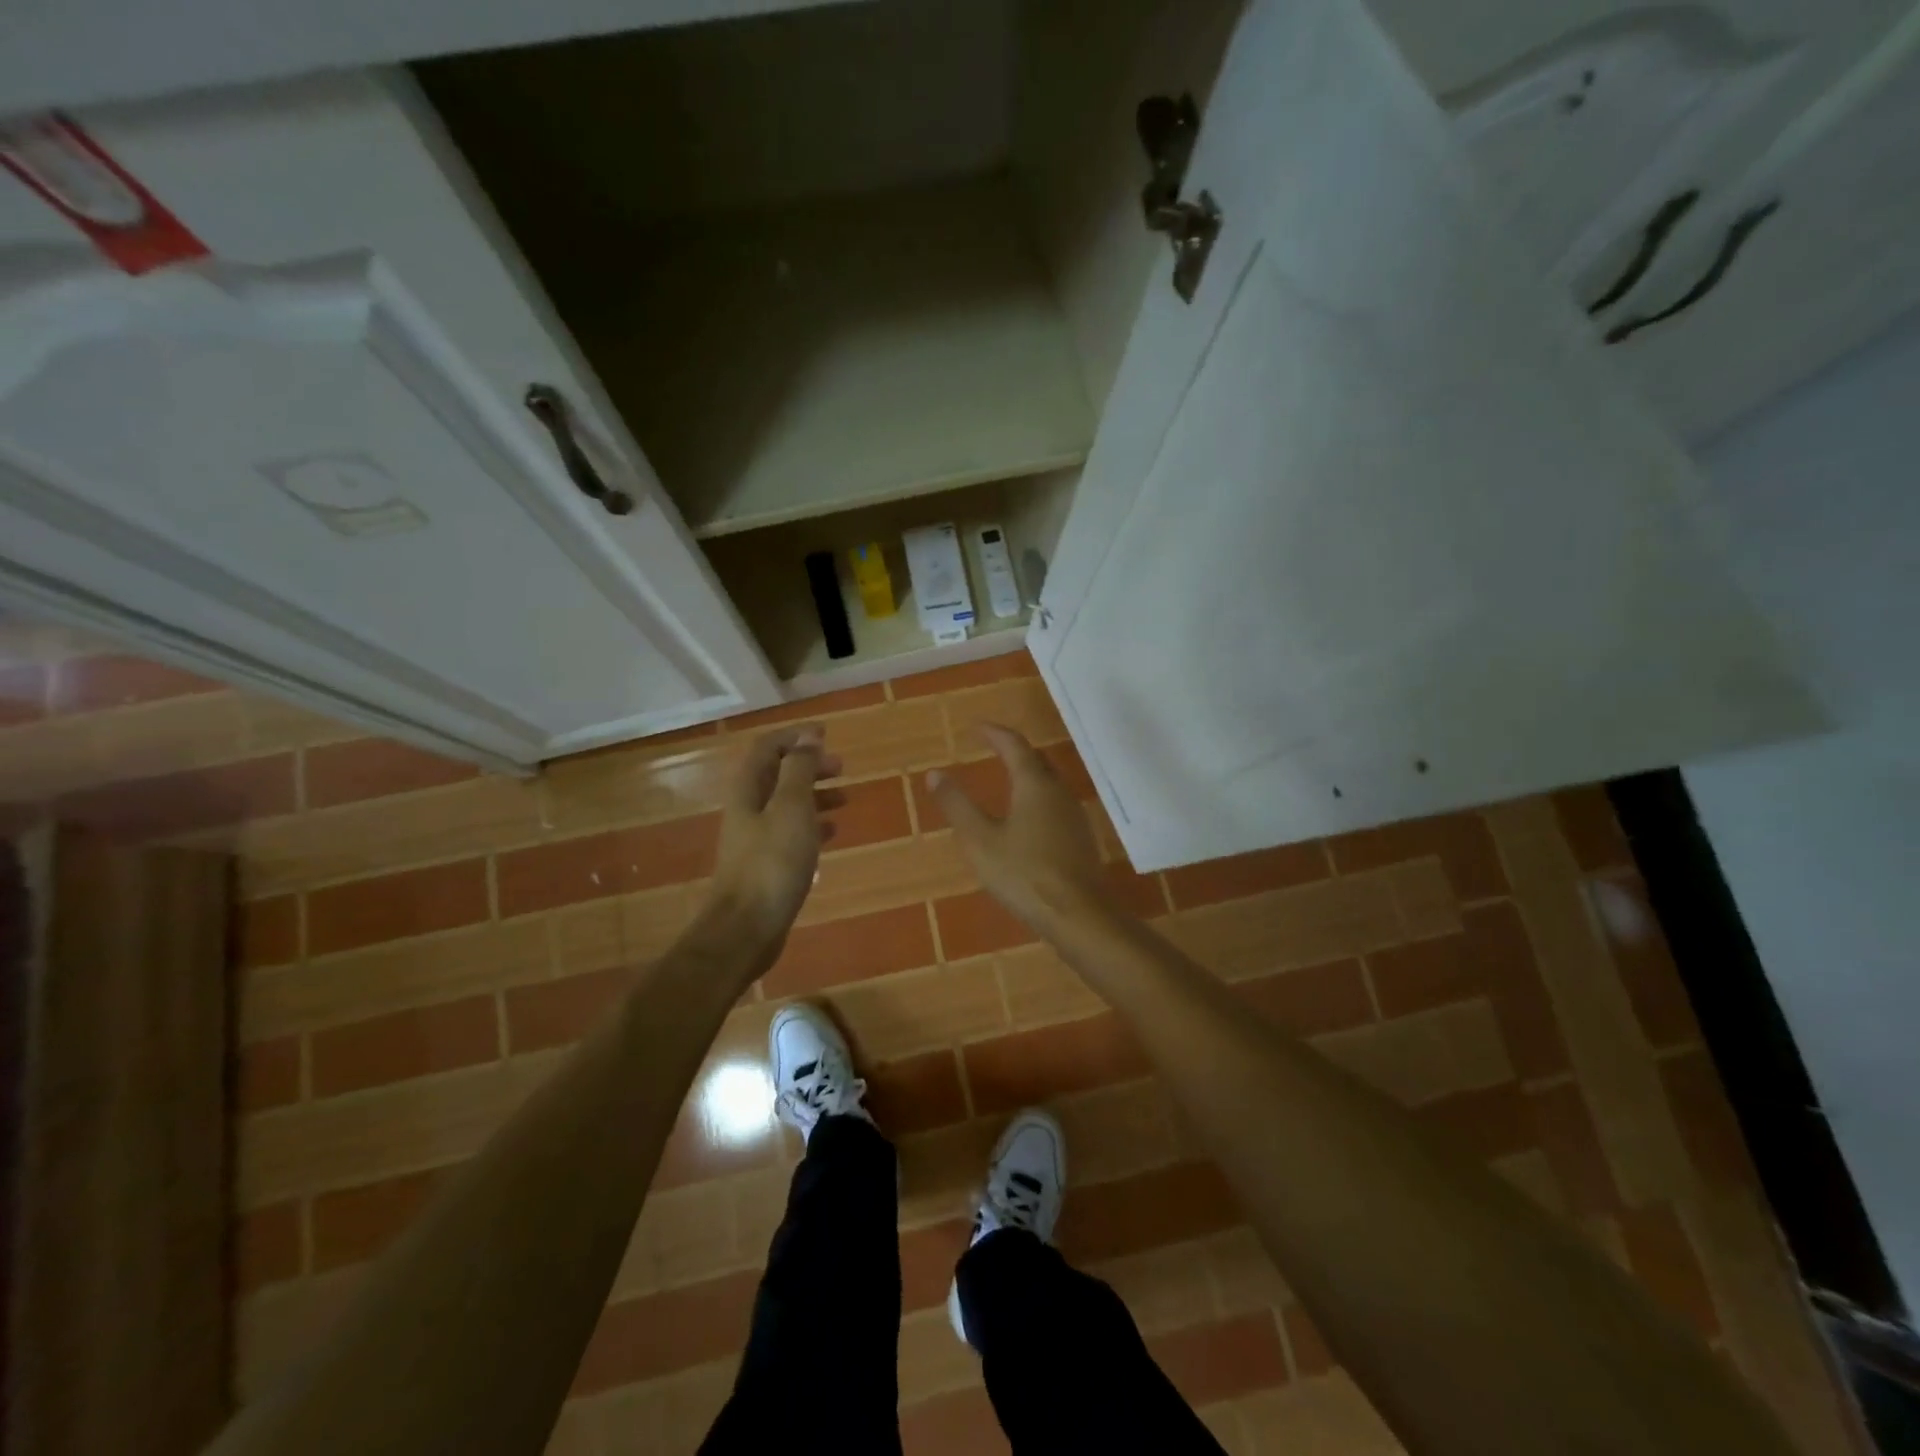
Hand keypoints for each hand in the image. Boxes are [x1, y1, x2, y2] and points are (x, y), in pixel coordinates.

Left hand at [705, 725, 842, 958]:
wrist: (746, 927)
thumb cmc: (772, 862)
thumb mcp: (792, 808)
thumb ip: (800, 770)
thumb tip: (808, 737)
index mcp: (749, 789)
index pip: (768, 747)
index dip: (795, 737)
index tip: (826, 736)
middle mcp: (748, 808)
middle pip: (778, 774)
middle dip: (809, 766)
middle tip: (841, 767)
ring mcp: (755, 837)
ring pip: (787, 803)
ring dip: (814, 794)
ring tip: (845, 798)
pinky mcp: (766, 863)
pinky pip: (791, 831)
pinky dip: (813, 824)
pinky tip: (833, 831)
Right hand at [927, 724, 1107, 933]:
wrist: (1078, 914)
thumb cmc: (1024, 874)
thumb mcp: (980, 841)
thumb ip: (957, 805)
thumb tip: (935, 774)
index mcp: (1034, 785)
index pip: (1015, 745)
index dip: (995, 733)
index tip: (977, 727)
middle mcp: (1059, 792)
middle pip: (1037, 761)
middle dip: (1014, 750)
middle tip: (993, 747)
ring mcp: (1074, 816)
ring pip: (1049, 783)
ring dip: (1028, 775)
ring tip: (1007, 779)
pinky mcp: (1080, 839)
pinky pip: (1055, 805)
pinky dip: (1037, 798)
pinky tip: (1027, 819)